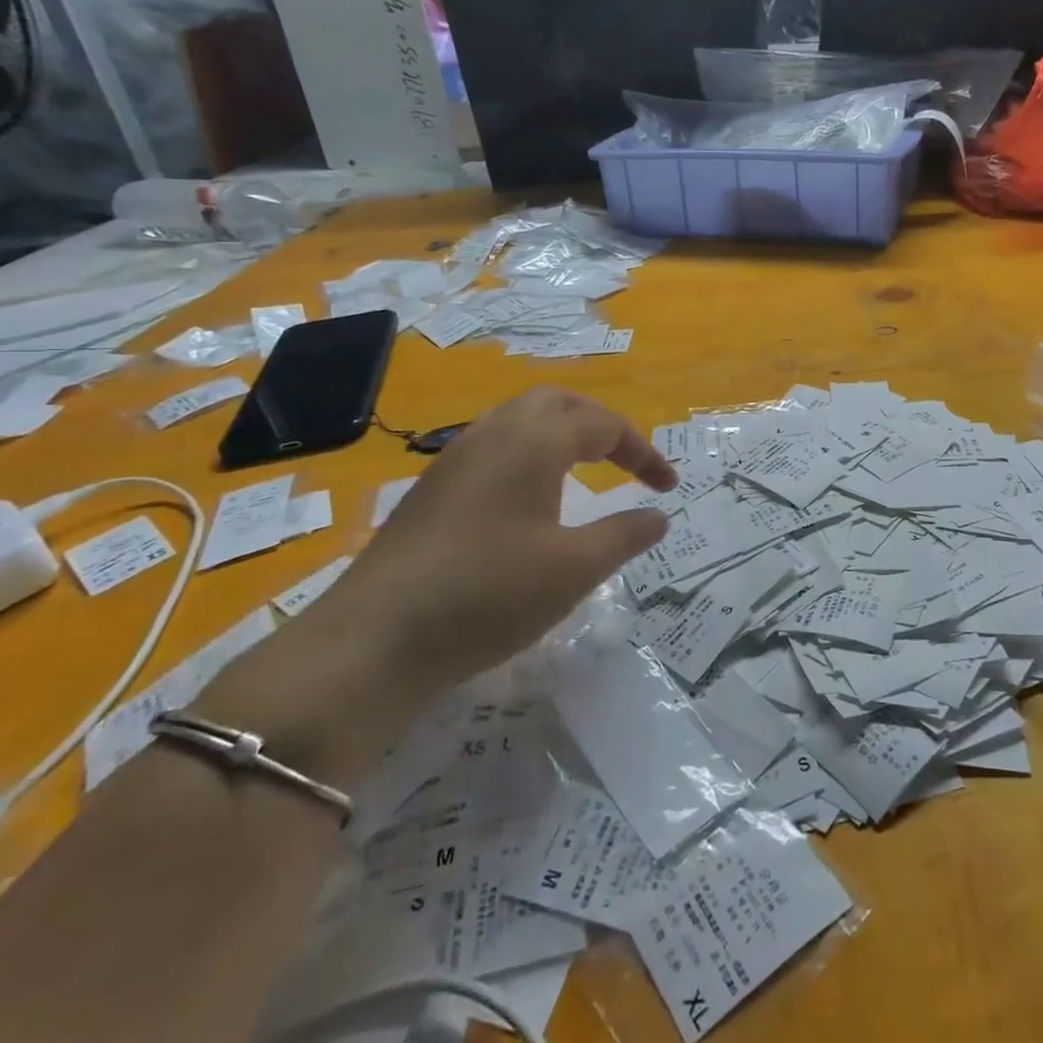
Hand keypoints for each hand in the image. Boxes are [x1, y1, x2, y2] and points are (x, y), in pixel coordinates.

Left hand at [200, 388, 674, 779]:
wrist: (374, 640)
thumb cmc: (488, 595)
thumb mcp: (574, 569)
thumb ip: (624, 535)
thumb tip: (658, 515)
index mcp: (533, 442)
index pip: (603, 424)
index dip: (643, 452)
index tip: (668, 488)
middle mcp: (493, 434)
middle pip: (557, 403)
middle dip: (600, 425)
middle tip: (625, 462)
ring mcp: (456, 459)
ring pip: (520, 421)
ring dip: (562, 435)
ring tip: (585, 473)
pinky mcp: (433, 488)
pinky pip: (494, 447)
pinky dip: (530, 455)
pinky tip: (530, 501)